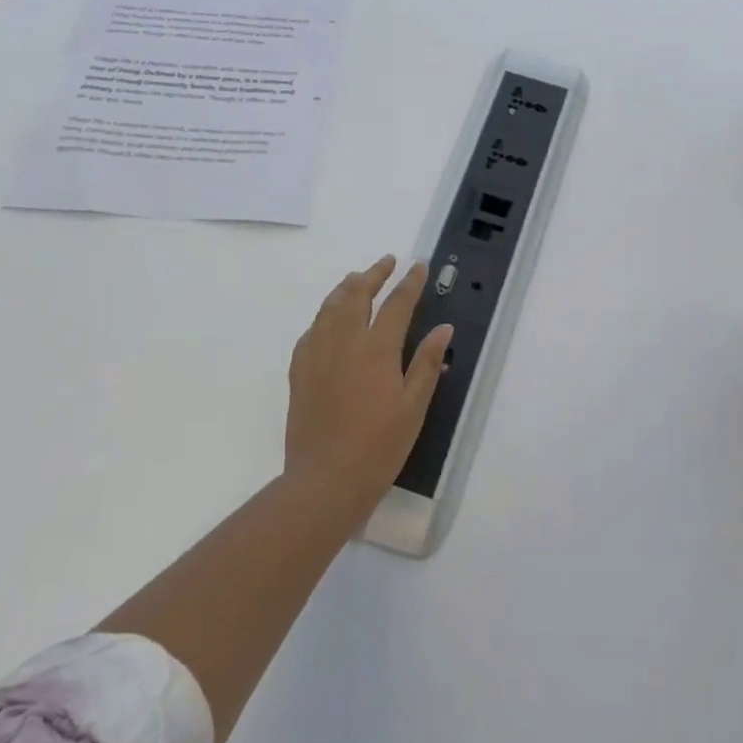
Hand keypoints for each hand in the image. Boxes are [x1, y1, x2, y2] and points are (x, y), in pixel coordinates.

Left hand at [284, 256, 453, 511]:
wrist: (325, 480)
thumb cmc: (379, 446)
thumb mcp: (413, 407)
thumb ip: (426, 363)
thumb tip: (443, 329)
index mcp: (376, 349)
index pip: (396, 304)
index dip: (409, 282)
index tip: (418, 266)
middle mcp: (344, 341)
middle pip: (356, 295)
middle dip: (373, 274)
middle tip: (386, 262)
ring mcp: (317, 354)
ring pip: (329, 307)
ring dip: (345, 287)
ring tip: (356, 278)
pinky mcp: (299, 371)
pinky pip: (311, 330)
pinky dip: (324, 315)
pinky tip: (328, 319)